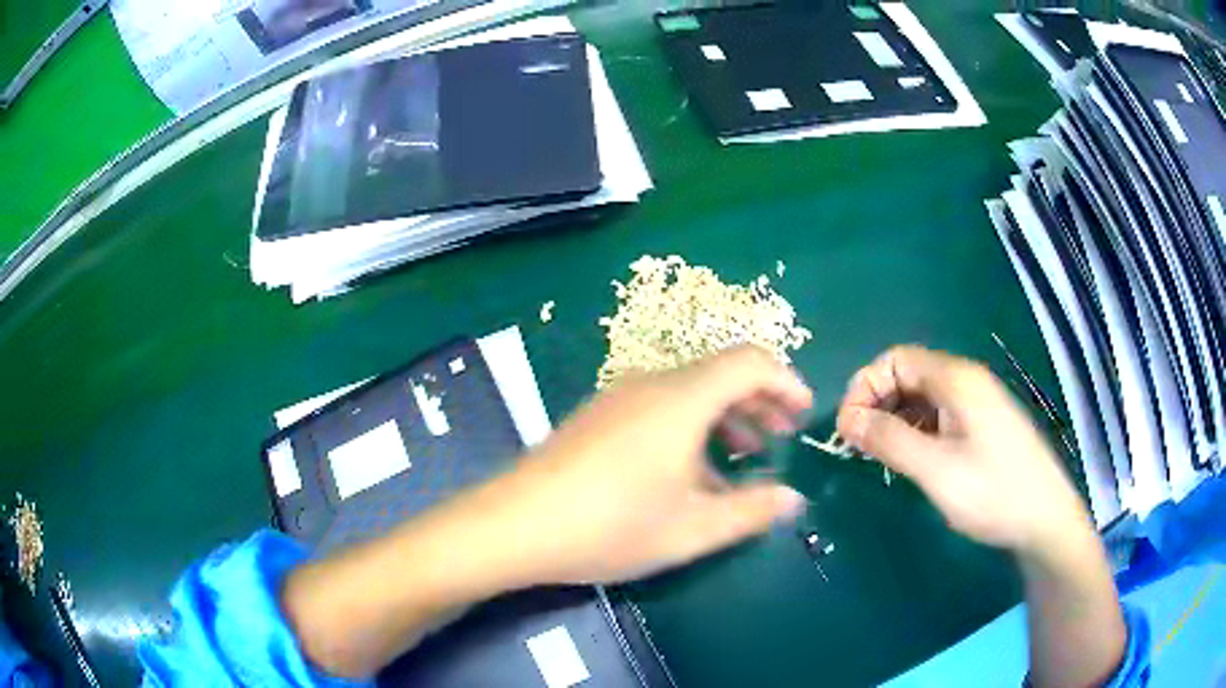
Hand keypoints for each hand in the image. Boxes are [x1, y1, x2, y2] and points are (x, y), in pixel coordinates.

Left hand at [496, 345, 811, 585]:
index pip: (749, 361)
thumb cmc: (611, 526)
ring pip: (688, 392)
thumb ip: (751, 511)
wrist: (515, 525)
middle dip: (759, 401)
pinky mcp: (597, 417)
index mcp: (681, 399)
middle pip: (719, 373)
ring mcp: (618, 398)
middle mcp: (650, 385)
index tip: (803, 413)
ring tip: (744, 456)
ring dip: (725, 416)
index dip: (785, 380)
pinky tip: (690, 472)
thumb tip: (793, 498)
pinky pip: (659, 408)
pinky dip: (690, 427)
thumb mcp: (692, 529)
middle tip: (781, 438)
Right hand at [835, 346, 1089, 556]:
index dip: (865, 387)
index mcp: (957, 379)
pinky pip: (938, 416)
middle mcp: (965, 381)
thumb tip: (846, 419)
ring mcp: (976, 403)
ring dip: (894, 420)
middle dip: (877, 404)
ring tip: (878, 458)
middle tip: (858, 447)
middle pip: (908, 374)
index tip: (847, 430)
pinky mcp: (981, 425)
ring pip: (922, 397)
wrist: (1044, 520)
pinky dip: (915, 431)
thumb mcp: (936, 470)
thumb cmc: (993, 492)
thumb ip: (889, 440)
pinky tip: (910, 460)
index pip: (895, 359)